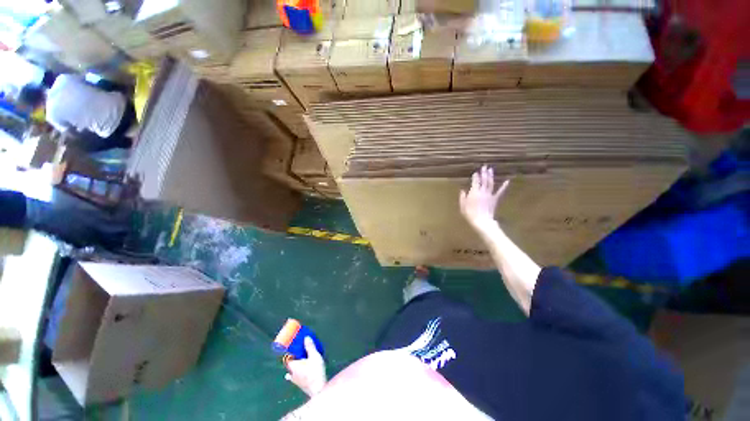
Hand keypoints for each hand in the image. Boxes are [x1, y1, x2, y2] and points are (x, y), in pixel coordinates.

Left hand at [285, 337, 326, 396]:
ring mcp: (295, 381)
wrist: (318, 389)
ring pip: (292, 372)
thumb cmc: (315, 371)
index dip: (289, 352)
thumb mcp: (314, 356)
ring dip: (295, 366)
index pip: (287, 358)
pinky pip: (296, 378)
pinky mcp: (300, 385)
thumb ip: (310, 347)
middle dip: (293, 358)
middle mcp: (291, 373)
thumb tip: (306, 337)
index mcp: (293, 366)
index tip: (293, 347)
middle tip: (299, 352)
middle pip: (289, 364)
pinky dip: (298, 374)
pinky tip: (300, 374)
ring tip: (301, 361)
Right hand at [459, 166, 508, 231]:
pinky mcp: (495, 199)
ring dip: (491, 176)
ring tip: (491, 170)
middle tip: (484, 166)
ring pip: (490, 183)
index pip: (475, 182)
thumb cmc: (470, 214)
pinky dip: (504, 186)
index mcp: (474, 192)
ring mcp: (489, 194)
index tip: (475, 172)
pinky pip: (500, 191)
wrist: (482, 220)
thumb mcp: (462, 206)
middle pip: (483, 180)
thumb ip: (462, 197)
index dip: (475, 177)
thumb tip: (463, 190)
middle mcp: (482, 191)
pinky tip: (507, 181)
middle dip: (483, 173)